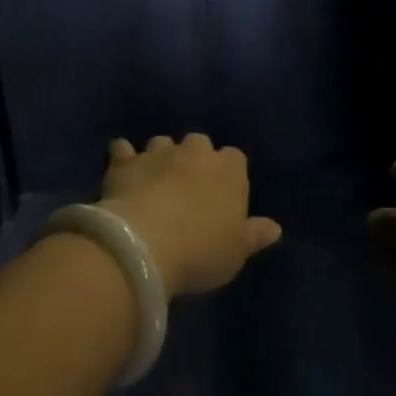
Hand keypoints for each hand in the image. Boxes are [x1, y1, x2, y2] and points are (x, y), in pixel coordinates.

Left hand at [99, 135, 281, 295]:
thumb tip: (274, 228)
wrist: (145, 245)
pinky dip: (123, 156)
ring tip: (155, 179)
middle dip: (194, 159)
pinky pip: (123, 149)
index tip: (222, 196)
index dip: (228, 175)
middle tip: (188, 188)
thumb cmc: (201, 250)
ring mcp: (158, 153)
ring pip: (162, 143)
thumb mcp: (237, 252)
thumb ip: (255, 235)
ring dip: (161, 157)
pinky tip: (120, 165)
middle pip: (199, 144)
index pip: (235, 159)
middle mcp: (195, 152)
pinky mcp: (126, 162)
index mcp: (229, 169)